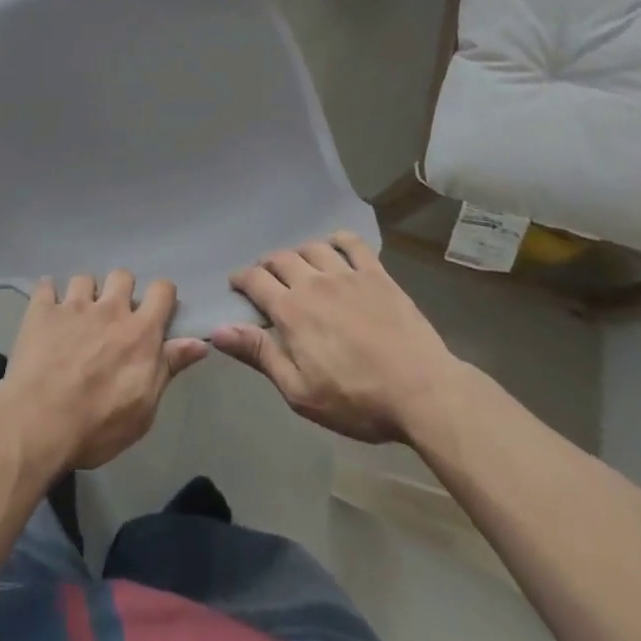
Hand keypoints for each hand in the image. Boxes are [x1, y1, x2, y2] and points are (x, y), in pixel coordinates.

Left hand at [0, 272, 207, 471]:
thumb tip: (199, 343)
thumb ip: (169, 368)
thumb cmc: (98, 425)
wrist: (40, 422)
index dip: (162, 296)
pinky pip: (46, 285)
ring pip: (85, 278)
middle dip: (121, 290)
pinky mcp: (42, 310)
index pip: (162, 290)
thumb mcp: (144, 408)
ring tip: (78, 316)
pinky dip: (48, 294)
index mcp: (139, 332)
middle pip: (122, 275)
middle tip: (114, 316)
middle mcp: (109, 309)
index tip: (157, 310)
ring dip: (85, 294)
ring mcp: (73, 306)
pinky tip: (47, 310)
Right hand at [210, 232, 462, 443]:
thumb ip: (259, 354)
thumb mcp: (300, 391)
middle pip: (280, 258)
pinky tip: (335, 249)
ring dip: (299, 253)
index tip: (237, 286)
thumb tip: (218, 329)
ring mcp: (346, 274)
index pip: (254, 280)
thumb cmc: (357, 400)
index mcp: (290, 310)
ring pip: (312, 247)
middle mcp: (313, 282)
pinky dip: (337, 240)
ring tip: (300, 267)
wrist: (422, 392)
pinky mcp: (376, 274)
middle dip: (267, 265)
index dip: (241, 279)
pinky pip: (352, 243)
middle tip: (267, 279)